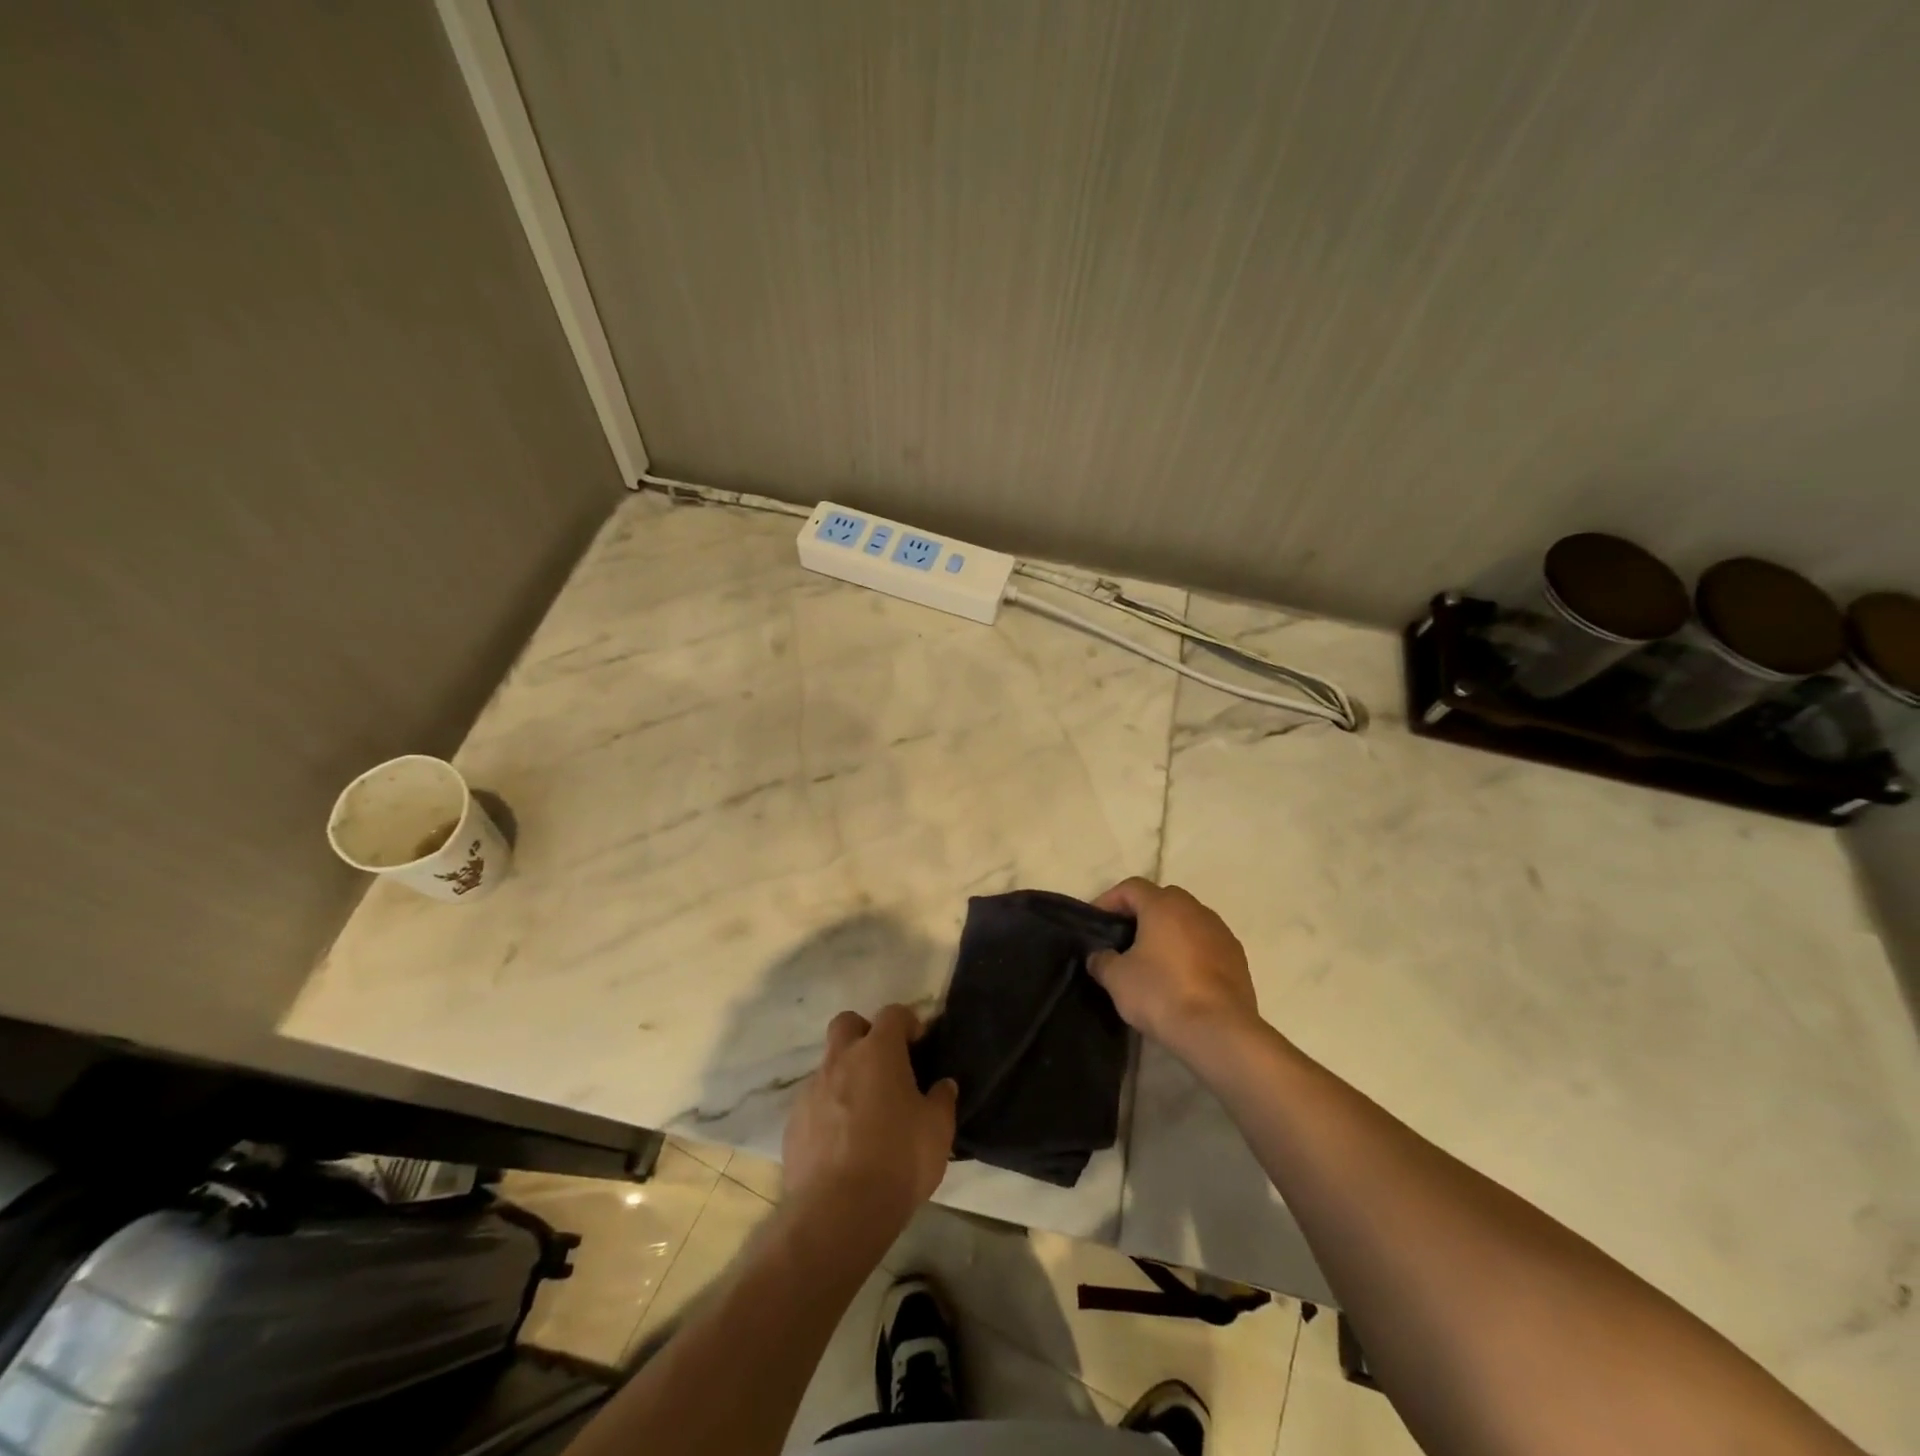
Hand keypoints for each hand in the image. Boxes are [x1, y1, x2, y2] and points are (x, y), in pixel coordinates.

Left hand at [783, 1005, 957, 1243]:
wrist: (838, 1212)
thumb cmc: (898, 1160)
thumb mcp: (937, 1130)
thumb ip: (942, 1100)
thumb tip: (943, 1085)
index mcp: (878, 1052)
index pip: (892, 1014)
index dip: (907, 1022)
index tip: (918, 1043)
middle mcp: (841, 1060)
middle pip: (847, 1023)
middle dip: (864, 1033)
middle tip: (883, 1064)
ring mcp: (812, 1090)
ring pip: (828, 1065)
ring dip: (845, 1077)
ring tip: (864, 1114)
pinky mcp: (793, 1123)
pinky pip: (813, 1103)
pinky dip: (828, 1111)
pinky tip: (842, 1143)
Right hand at [1088, 878, 1260, 1055]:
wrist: (1219, 1032)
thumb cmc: (1162, 994)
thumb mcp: (1117, 978)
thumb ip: (1102, 960)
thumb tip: (1100, 956)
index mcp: (1164, 906)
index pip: (1131, 888)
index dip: (1109, 900)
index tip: (1096, 922)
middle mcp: (1195, 909)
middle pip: (1162, 899)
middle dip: (1141, 914)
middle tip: (1123, 939)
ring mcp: (1221, 932)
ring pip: (1187, 921)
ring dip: (1168, 932)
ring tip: (1152, 960)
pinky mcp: (1237, 958)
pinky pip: (1206, 943)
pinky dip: (1190, 951)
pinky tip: (1180, 978)